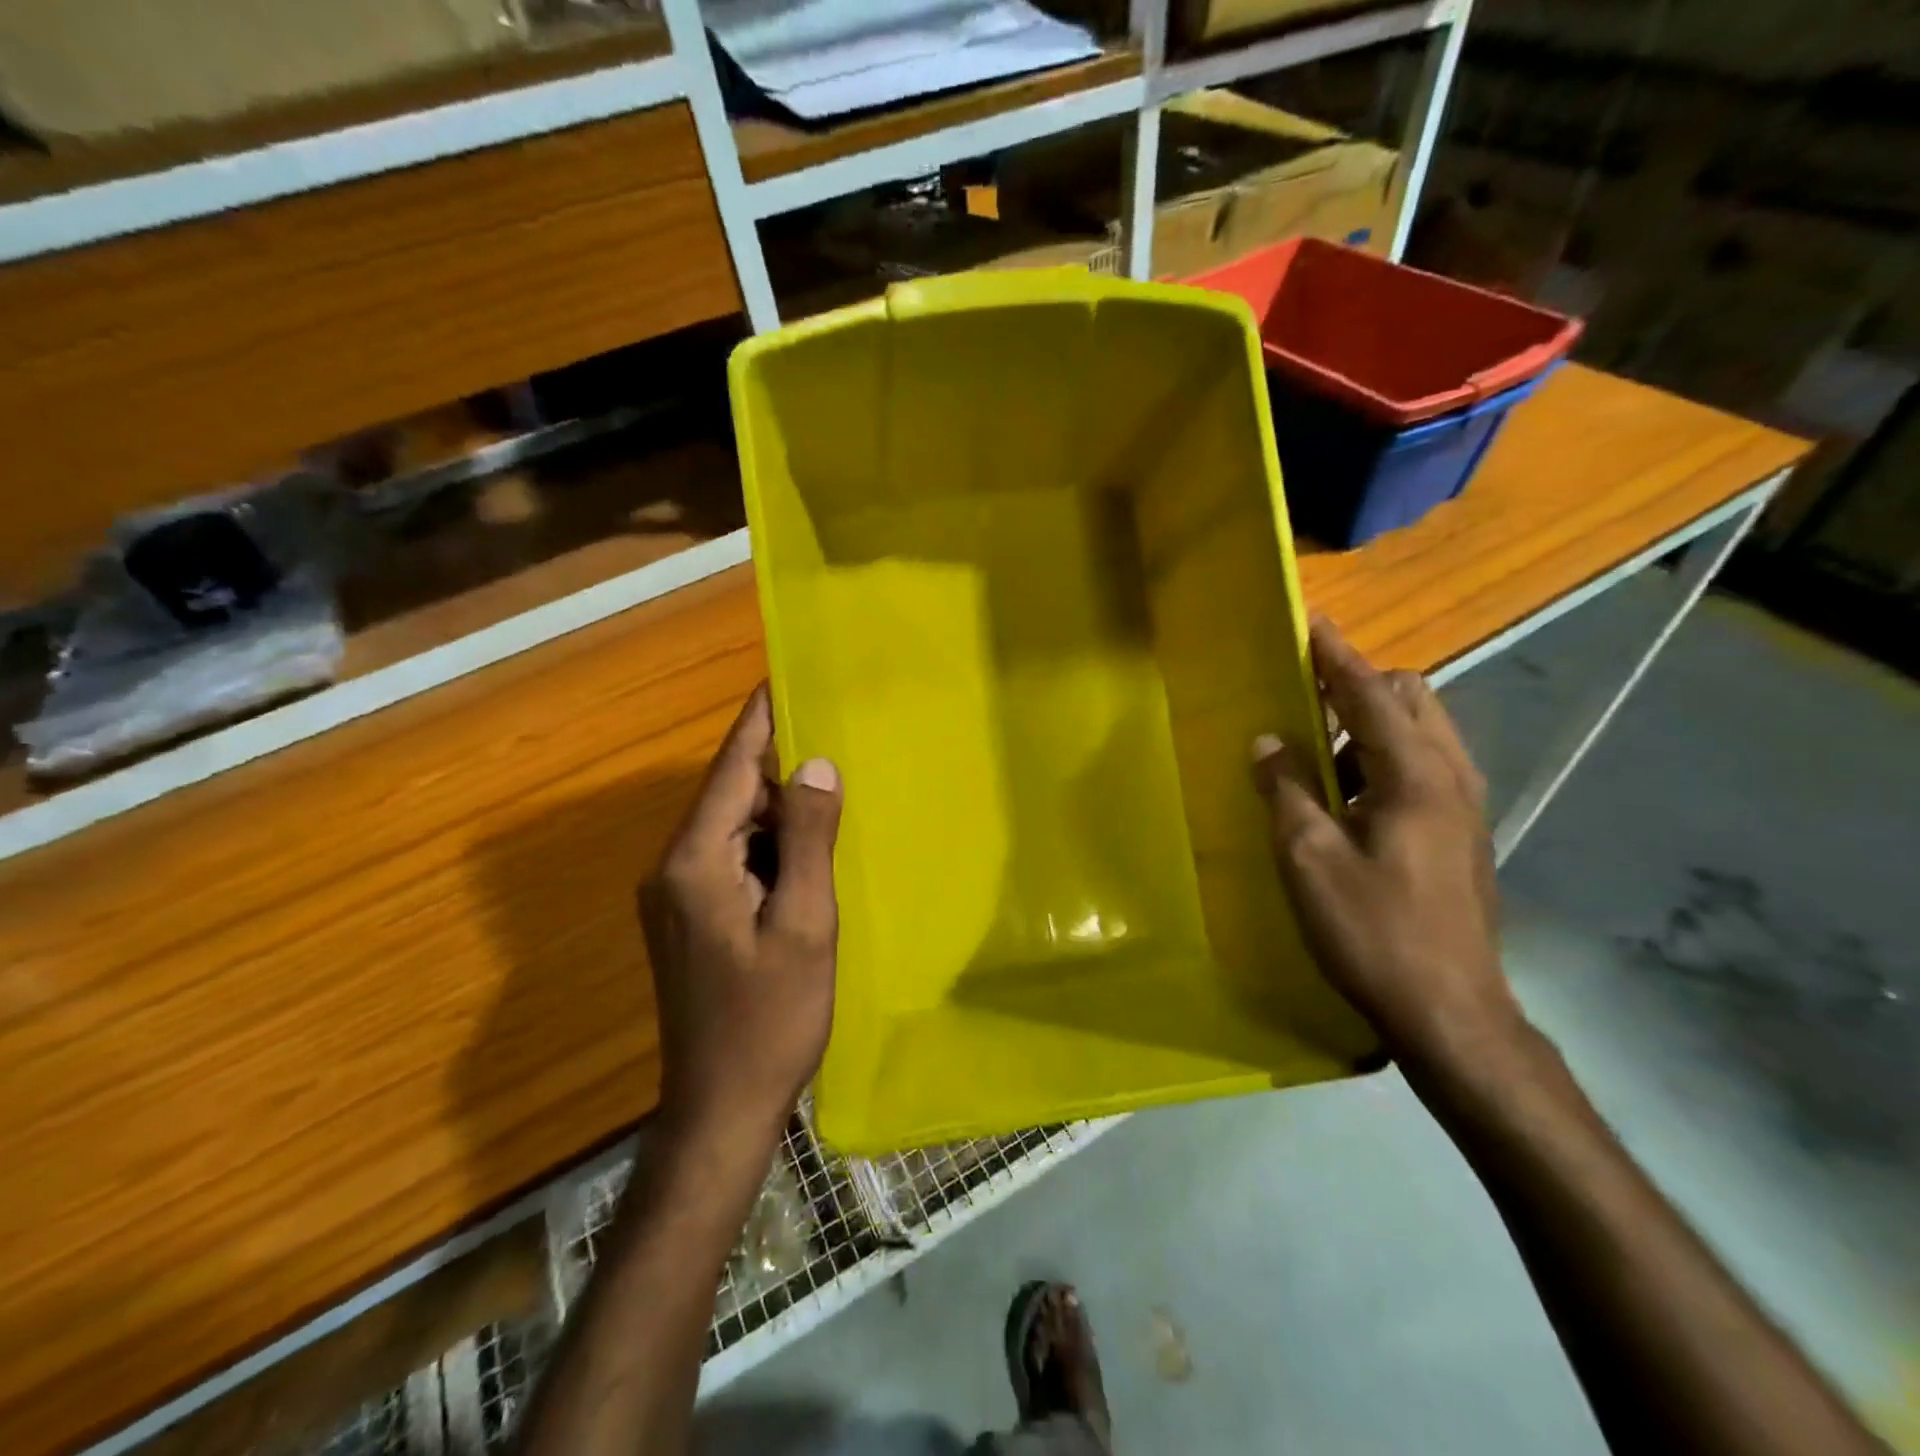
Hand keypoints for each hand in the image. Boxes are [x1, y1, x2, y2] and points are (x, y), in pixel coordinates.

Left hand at [639, 685, 843, 1147]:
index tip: (785, 678)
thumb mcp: (805, 923)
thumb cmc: (770, 1018)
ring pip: (734, 828)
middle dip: (780, 767)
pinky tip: (808, 853)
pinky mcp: (690, 918)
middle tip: (836, 736)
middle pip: (731, 794)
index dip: (760, 721)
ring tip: (834, 790)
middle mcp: (673, 867)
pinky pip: (732, 859)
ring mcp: (676, 895)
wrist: (721, 1108)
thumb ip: (809, 839)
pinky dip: (770, 846)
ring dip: (780, 810)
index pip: (732, 768)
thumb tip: (816, 764)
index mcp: (695, 860)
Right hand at [1251, 617, 1521, 1076]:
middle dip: (1361, 685)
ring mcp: (1465, 808)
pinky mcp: (1463, 835)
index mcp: (1416, 776)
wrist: (1451, 1012)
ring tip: (1320, 755)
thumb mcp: (1309, 859)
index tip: (1311, 623)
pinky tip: (1350, 799)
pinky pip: (1424, 767)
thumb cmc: (1373, 931)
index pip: (1372, 694)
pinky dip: (1385, 759)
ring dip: (1371, 725)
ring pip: (1422, 734)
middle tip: (1308, 701)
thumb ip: (1287, 790)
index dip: (1337, 657)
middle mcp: (1451, 778)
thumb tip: (1269, 741)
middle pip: (1412, 699)